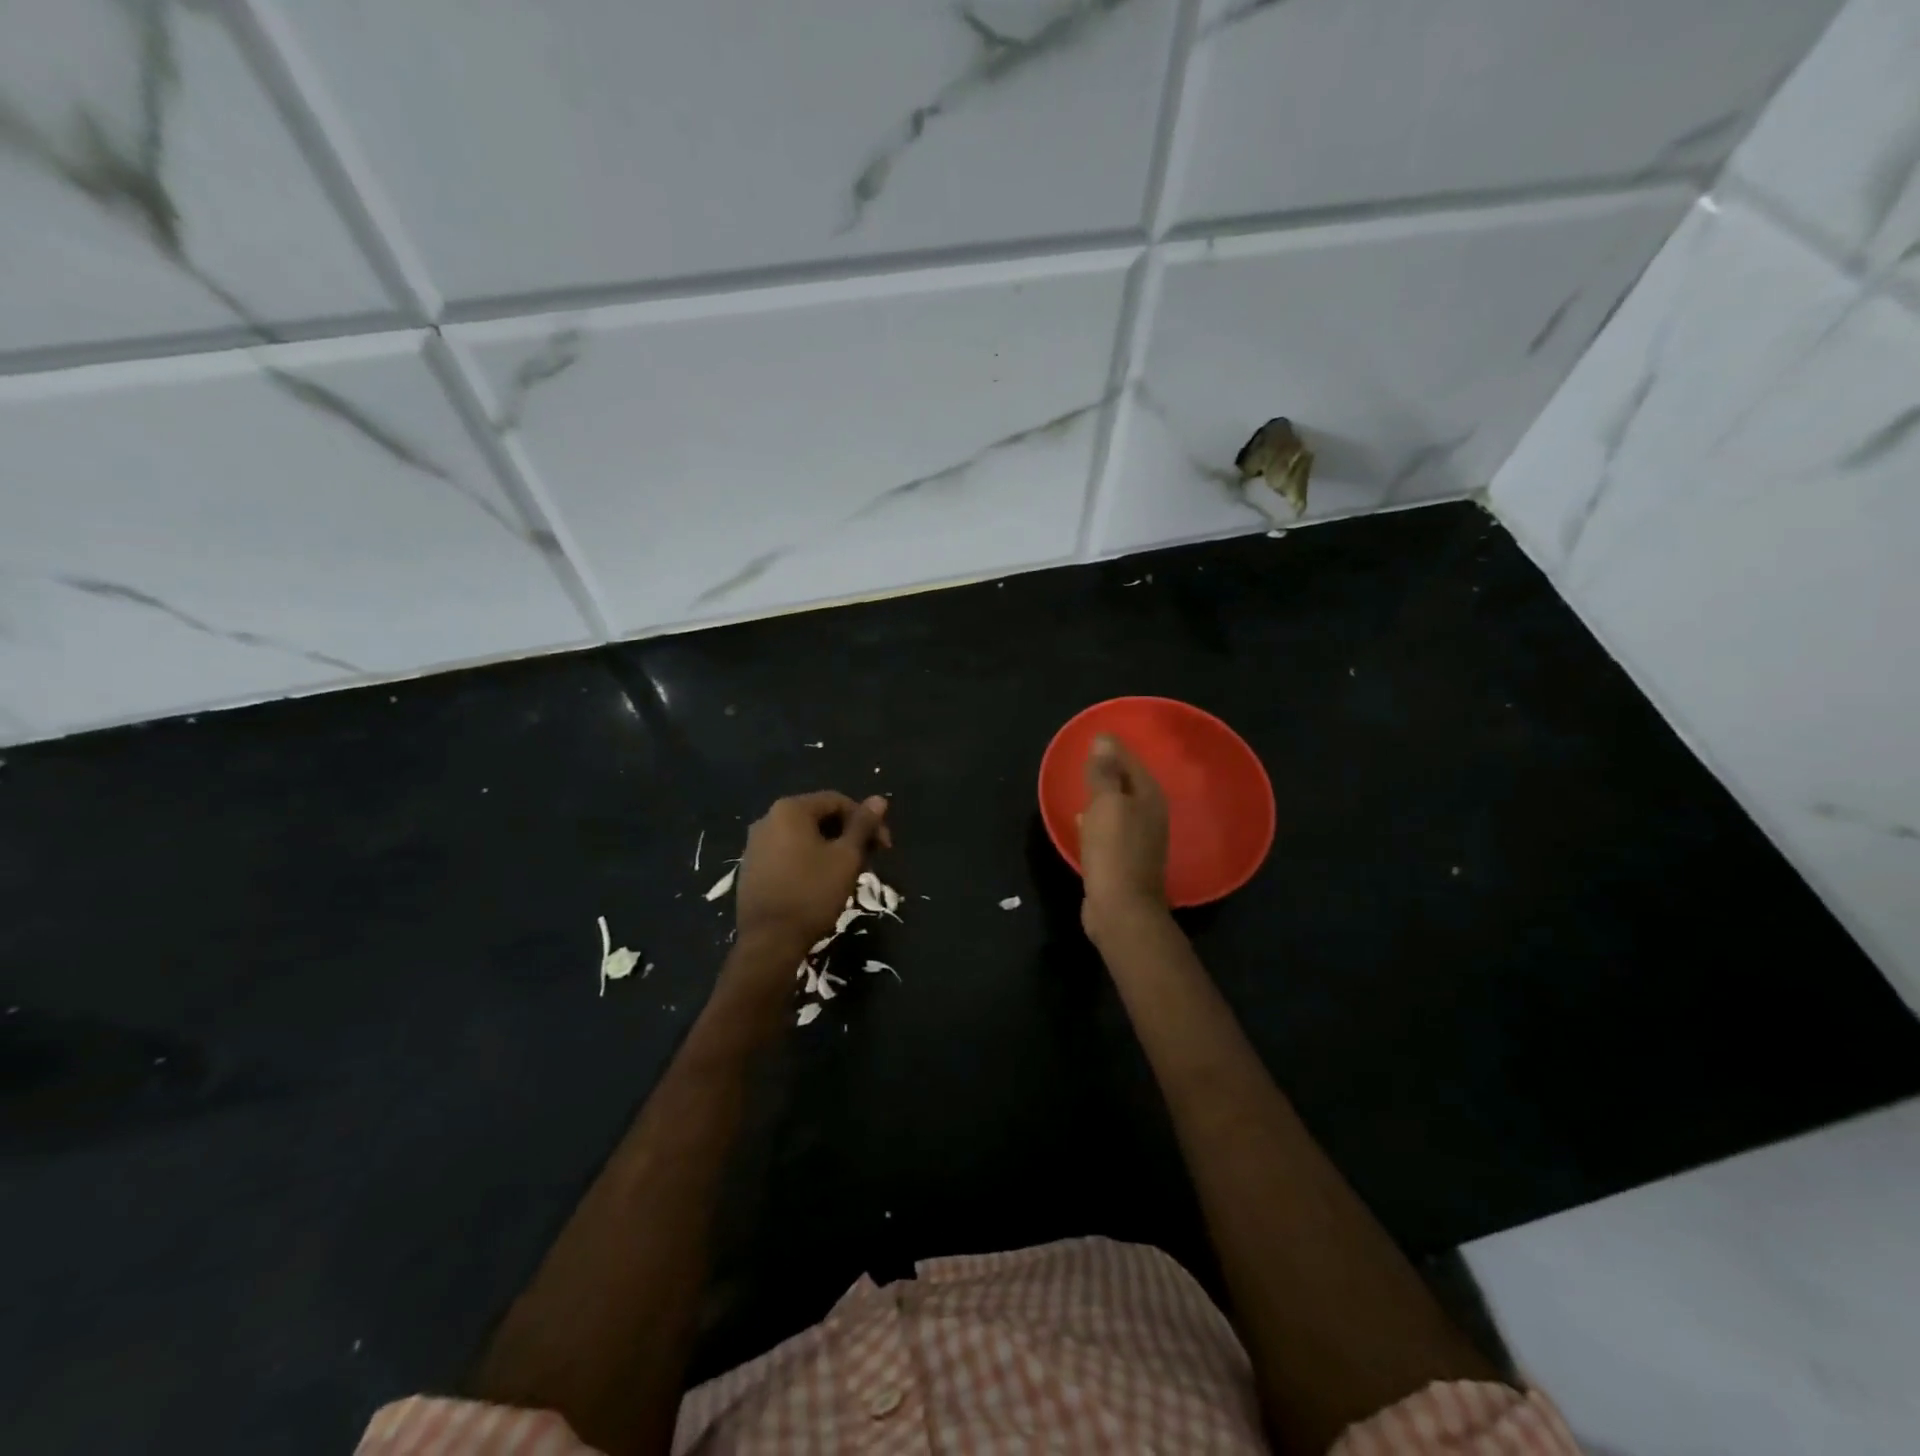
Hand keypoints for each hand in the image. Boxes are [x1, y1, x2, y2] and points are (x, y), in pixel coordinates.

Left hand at [736, 791, 890, 955]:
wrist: (769, 942)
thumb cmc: (812, 893)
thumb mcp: (846, 857)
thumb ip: (863, 825)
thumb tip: (879, 799)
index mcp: (790, 809)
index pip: (837, 801)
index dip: (866, 820)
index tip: (884, 847)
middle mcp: (767, 819)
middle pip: (819, 817)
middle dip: (848, 835)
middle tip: (869, 860)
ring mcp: (755, 845)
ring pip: (803, 837)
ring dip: (830, 849)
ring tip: (848, 873)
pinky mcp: (751, 869)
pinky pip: (787, 854)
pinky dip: (809, 860)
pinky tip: (821, 883)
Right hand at [1077, 734, 1169, 938]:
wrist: (1120, 910)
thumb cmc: (1114, 852)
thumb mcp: (1106, 806)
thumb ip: (1105, 773)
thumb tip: (1104, 738)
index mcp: (1149, 797)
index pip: (1131, 761)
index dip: (1113, 748)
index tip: (1092, 736)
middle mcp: (1150, 815)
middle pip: (1127, 783)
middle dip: (1109, 770)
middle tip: (1084, 758)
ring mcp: (1139, 839)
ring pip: (1119, 806)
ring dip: (1102, 796)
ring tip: (1081, 785)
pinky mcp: (1124, 859)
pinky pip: (1110, 828)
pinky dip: (1098, 820)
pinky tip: (1082, 820)